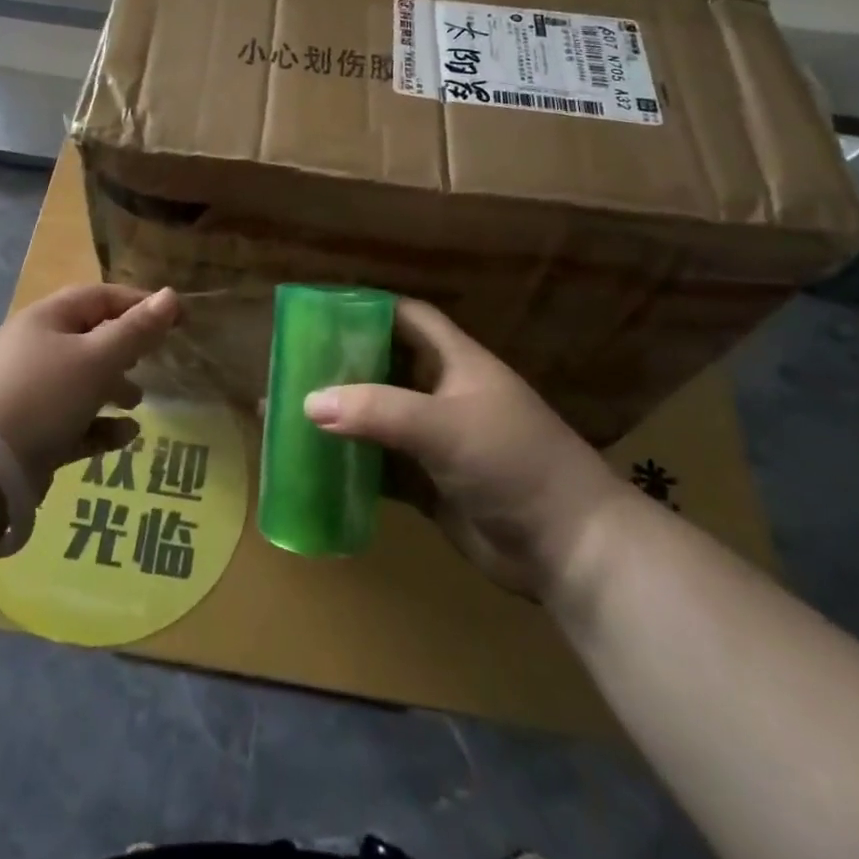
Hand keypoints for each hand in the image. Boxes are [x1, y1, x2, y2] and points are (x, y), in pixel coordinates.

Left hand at [0, 284, 179, 493]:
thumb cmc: (43, 396)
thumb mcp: (97, 359)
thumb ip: (136, 331)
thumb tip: (171, 295)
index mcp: (47, 319)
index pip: (100, 297)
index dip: (141, 304)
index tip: (180, 319)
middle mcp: (34, 348)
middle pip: (89, 337)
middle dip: (125, 348)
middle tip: (153, 361)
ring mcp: (27, 391)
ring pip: (80, 380)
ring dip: (113, 388)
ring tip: (136, 402)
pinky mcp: (27, 431)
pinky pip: (71, 420)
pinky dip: (98, 425)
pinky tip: (124, 437)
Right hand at [303, 298, 623, 598]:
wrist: (571, 549)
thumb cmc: (513, 463)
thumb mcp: (445, 426)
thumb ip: (378, 411)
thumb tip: (307, 402)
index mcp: (455, 362)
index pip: (407, 318)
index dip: (367, 309)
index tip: (320, 311)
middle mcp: (443, 394)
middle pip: (384, 366)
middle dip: (342, 365)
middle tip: (290, 364)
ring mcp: (436, 441)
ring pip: (378, 418)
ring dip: (341, 416)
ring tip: (288, 410)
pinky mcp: (430, 484)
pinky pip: (381, 466)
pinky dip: (351, 463)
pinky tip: (314, 463)